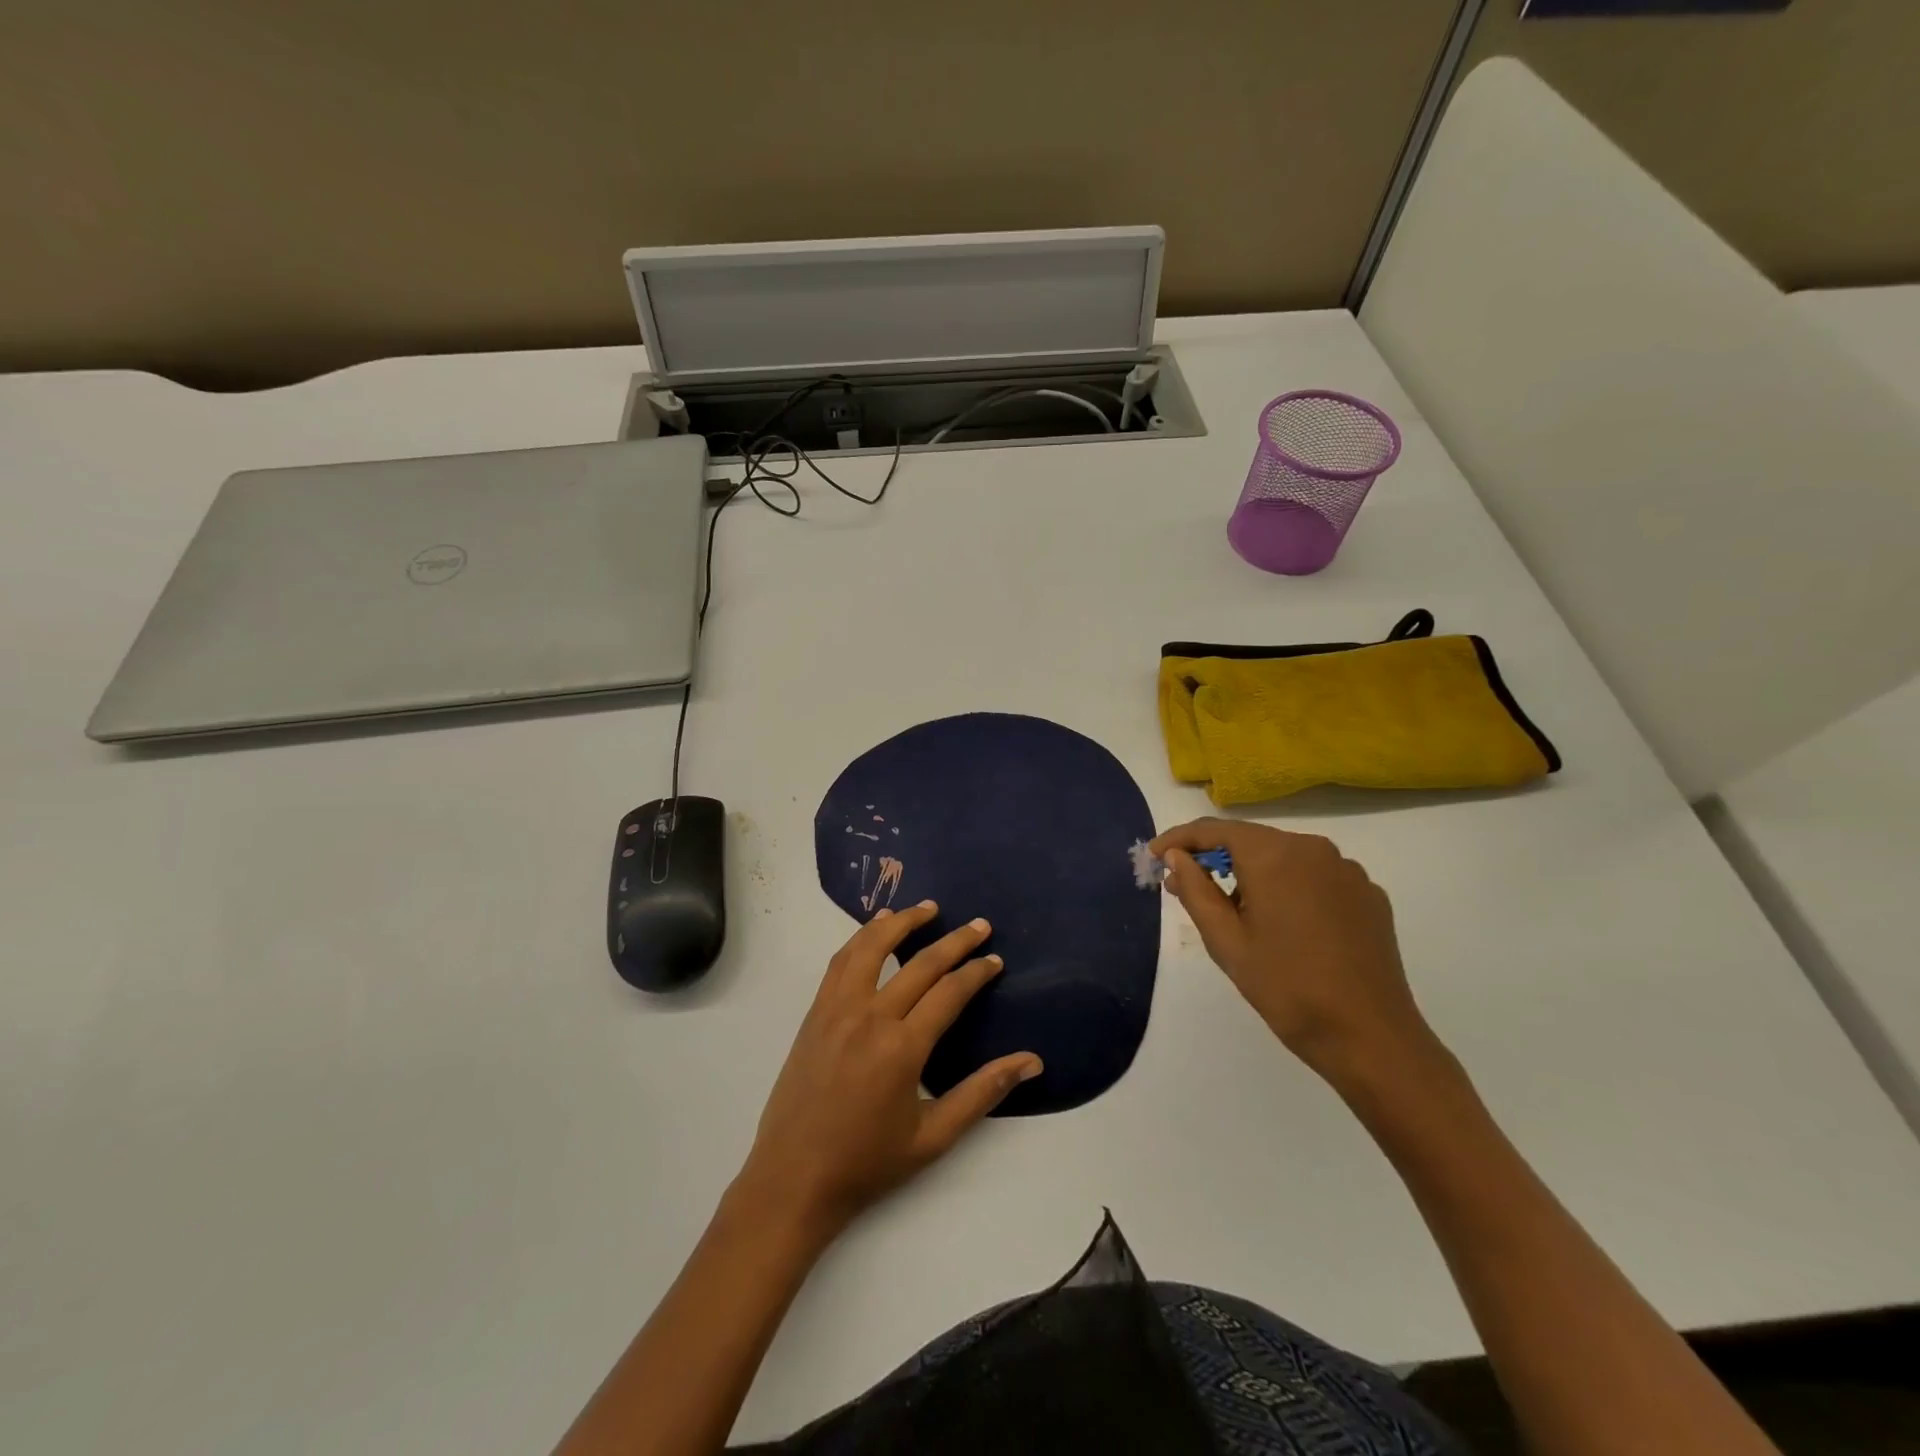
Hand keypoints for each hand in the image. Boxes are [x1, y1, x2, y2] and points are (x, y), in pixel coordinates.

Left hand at [735, 902, 1042, 1242]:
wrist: (792, 1179)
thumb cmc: (867, 1164)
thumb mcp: (934, 1137)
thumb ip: (982, 1093)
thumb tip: (1032, 1062)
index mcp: (902, 1047)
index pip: (949, 992)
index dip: (976, 972)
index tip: (995, 960)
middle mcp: (870, 1017)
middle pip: (919, 963)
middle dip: (954, 941)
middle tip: (979, 925)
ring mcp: (837, 1010)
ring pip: (871, 947)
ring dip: (901, 922)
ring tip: (926, 908)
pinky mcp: (815, 1013)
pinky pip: (840, 962)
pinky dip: (861, 938)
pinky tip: (875, 931)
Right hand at [1151, 819, 1439, 1090]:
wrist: (1370, 1037)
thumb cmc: (1287, 988)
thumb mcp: (1226, 941)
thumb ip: (1195, 890)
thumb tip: (1176, 856)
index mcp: (1275, 855)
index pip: (1216, 830)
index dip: (1179, 839)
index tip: (1154, 855)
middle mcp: (1314, 849)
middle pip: (1251, 840)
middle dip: (1215, 858)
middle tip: (1186, 887)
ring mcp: (1347, 871)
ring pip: (1284, 857)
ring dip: (1253, 873)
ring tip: (1236, 913)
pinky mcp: (1369, 895)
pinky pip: (1315, 877)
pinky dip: (1289, 888)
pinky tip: (1284, 925)